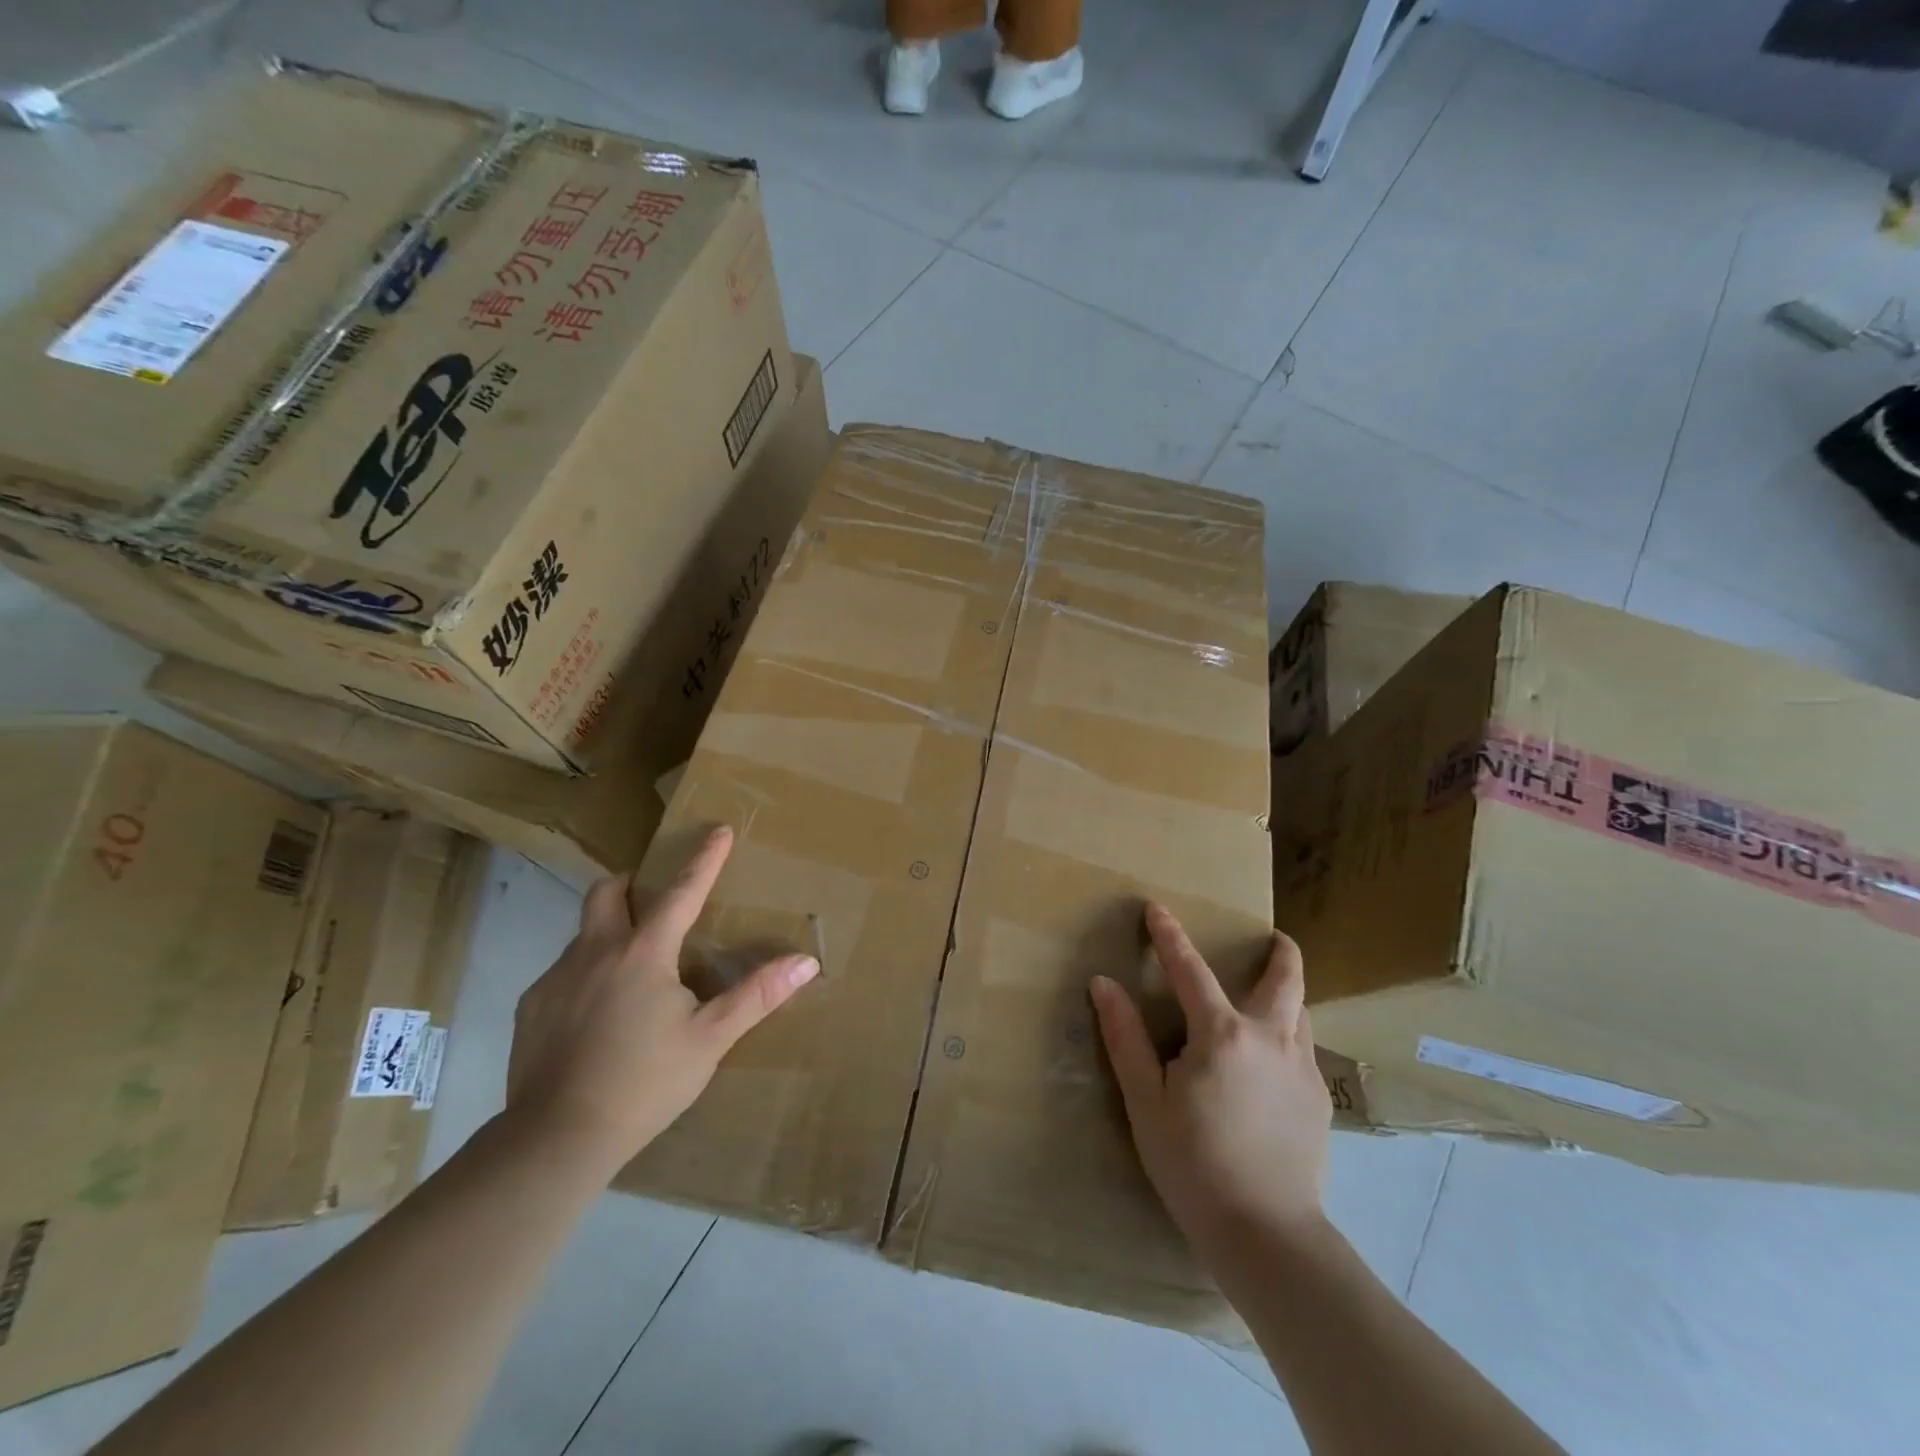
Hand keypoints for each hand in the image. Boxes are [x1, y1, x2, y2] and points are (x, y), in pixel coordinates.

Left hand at [507, 826, 818, 1175]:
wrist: (556, 1139)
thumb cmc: (645, 1083)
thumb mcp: (710, 1039)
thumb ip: (757, 996)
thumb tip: (806, 962)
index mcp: (644, 953)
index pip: (681, 892)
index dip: (704, 860)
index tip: (718, 830)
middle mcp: (596, 952)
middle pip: (607, 891)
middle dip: (631, 883)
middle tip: (654, 902)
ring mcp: (556, 978)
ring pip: (584, 933)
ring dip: (610, 934)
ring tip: (632, 973)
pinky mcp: (531, 1007)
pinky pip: (563, 972)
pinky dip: (586, 975)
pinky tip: (598, 1016)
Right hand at [1090, 904, 1329, 1261]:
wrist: (1267, 1234)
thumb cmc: (1193, 1163)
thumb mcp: (1145, 1100)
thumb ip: (1125, 1037)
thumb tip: (1104, 983)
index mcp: (1221, 1033)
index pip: (1191, 968)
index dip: (1169, 935)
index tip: (1156, 908)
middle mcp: (1270, 1038)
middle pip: (1284, 979)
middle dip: (1281, 952)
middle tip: (1275, 937)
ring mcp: (1302, 1069)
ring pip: (1303, 1013)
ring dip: (1290, 994)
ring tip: (1276, 995)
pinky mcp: (1319, 1101)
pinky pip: (1306, 1050)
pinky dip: (1292, 1036)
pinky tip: (1277, 1062)